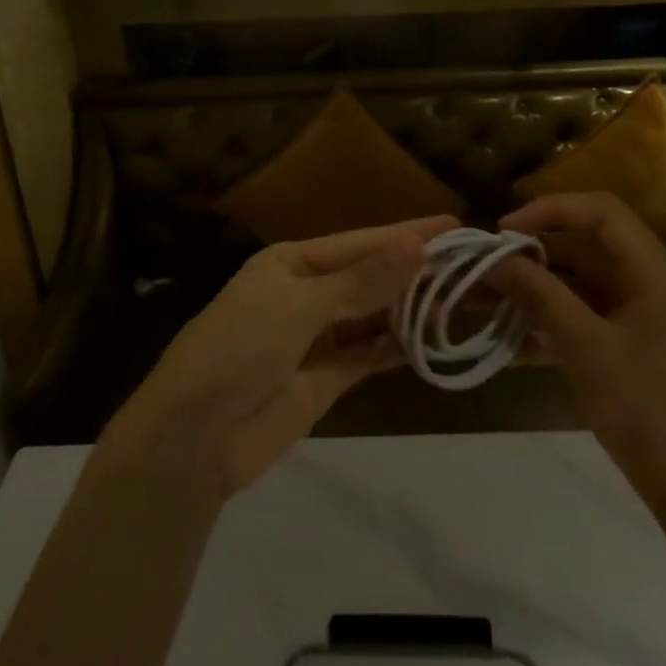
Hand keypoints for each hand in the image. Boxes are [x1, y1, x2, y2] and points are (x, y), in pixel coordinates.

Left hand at [101, 216, 458, 498]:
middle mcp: (306, 293)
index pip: (360, 242)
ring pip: (373, 316)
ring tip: (463, 302)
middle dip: (414, 273)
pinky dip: (397, 348)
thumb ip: (362, 281)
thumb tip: (418, 244)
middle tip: (472, 268)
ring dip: (410, 310)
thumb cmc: (238, 351)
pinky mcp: (325, 380)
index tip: (454, 225)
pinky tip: (432, 341)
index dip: (406, 234)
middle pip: (370, 278)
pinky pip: (368, 355)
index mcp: (291, 262)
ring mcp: (316, 338)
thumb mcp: (299, 307)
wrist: (192, 440)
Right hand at [494, 192, 665, 510]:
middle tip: (479, 270)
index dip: (550, 210)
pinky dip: (543, 325)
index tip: (503, 231)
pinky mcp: (622, 346)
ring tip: (477, 303)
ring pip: (573, 286)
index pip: (600, 212)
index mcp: (652, 270)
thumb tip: (492, 257)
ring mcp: (634, 316)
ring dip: (528, 292)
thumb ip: (538, 294)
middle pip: (580, 249)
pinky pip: (576, 319)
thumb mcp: (585, 345)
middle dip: (528, 258)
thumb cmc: (644, 407)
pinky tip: (505, 345)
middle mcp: (645, 283)